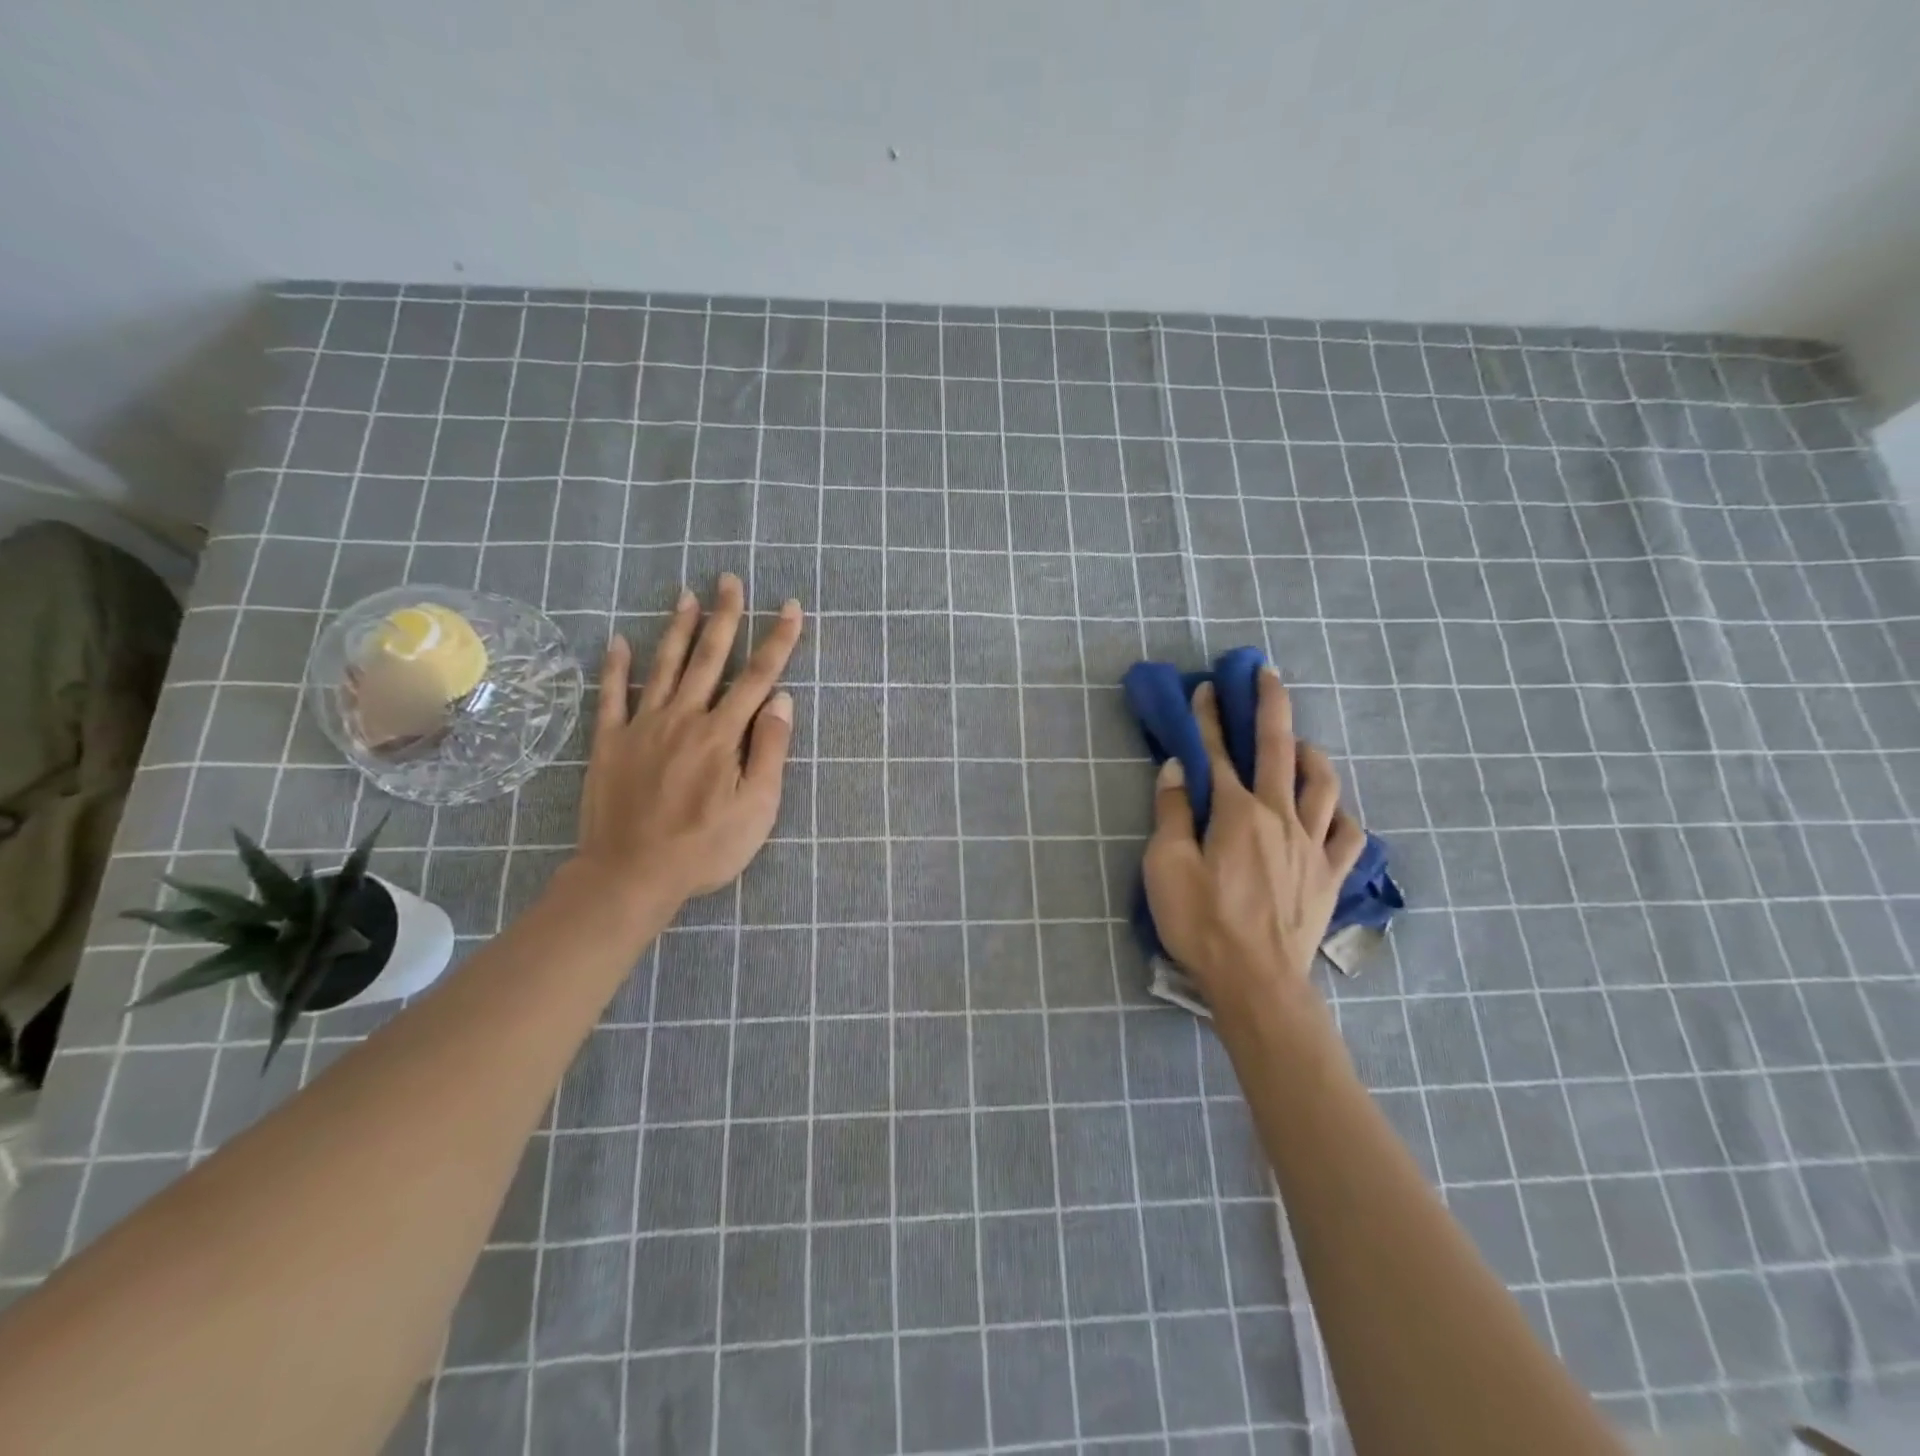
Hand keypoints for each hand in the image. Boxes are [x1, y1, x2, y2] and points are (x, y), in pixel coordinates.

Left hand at [572, 574, 802, 910]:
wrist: (630, 875)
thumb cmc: (704, 847)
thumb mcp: (756, 808)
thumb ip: (769, 750)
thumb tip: (782, 699)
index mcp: (722, 734)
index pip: (758, 676)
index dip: (778, 640)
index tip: (791, 607)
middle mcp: (684, 718)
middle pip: (709, 658)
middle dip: (725, 617)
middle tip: (730, 580)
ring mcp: (642, 726)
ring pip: (664, 666)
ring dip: (678, 629)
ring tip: (686, 595)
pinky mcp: (609, 742)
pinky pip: (611, 696)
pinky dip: (615, 667)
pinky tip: (617, 641)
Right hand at [1143, 669, 1363, 1010]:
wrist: (1257, 983)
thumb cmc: (1202, 923)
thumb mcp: (1167, 867)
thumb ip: (1172, 813)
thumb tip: (1177, 769)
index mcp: (1237, 813)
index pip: (1217, 753)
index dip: (1209, 718)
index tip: (1206, 688)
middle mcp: (1280, 817)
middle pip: (1279, 750)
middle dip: (1270, 707)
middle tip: (1266, 674)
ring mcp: (1312, 846)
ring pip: (1324, 785)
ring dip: (1311, 756)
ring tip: (1299, 745)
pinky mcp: (1331, 876)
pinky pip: (1348, 834)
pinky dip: (1340, 814)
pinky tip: (1331, 811)